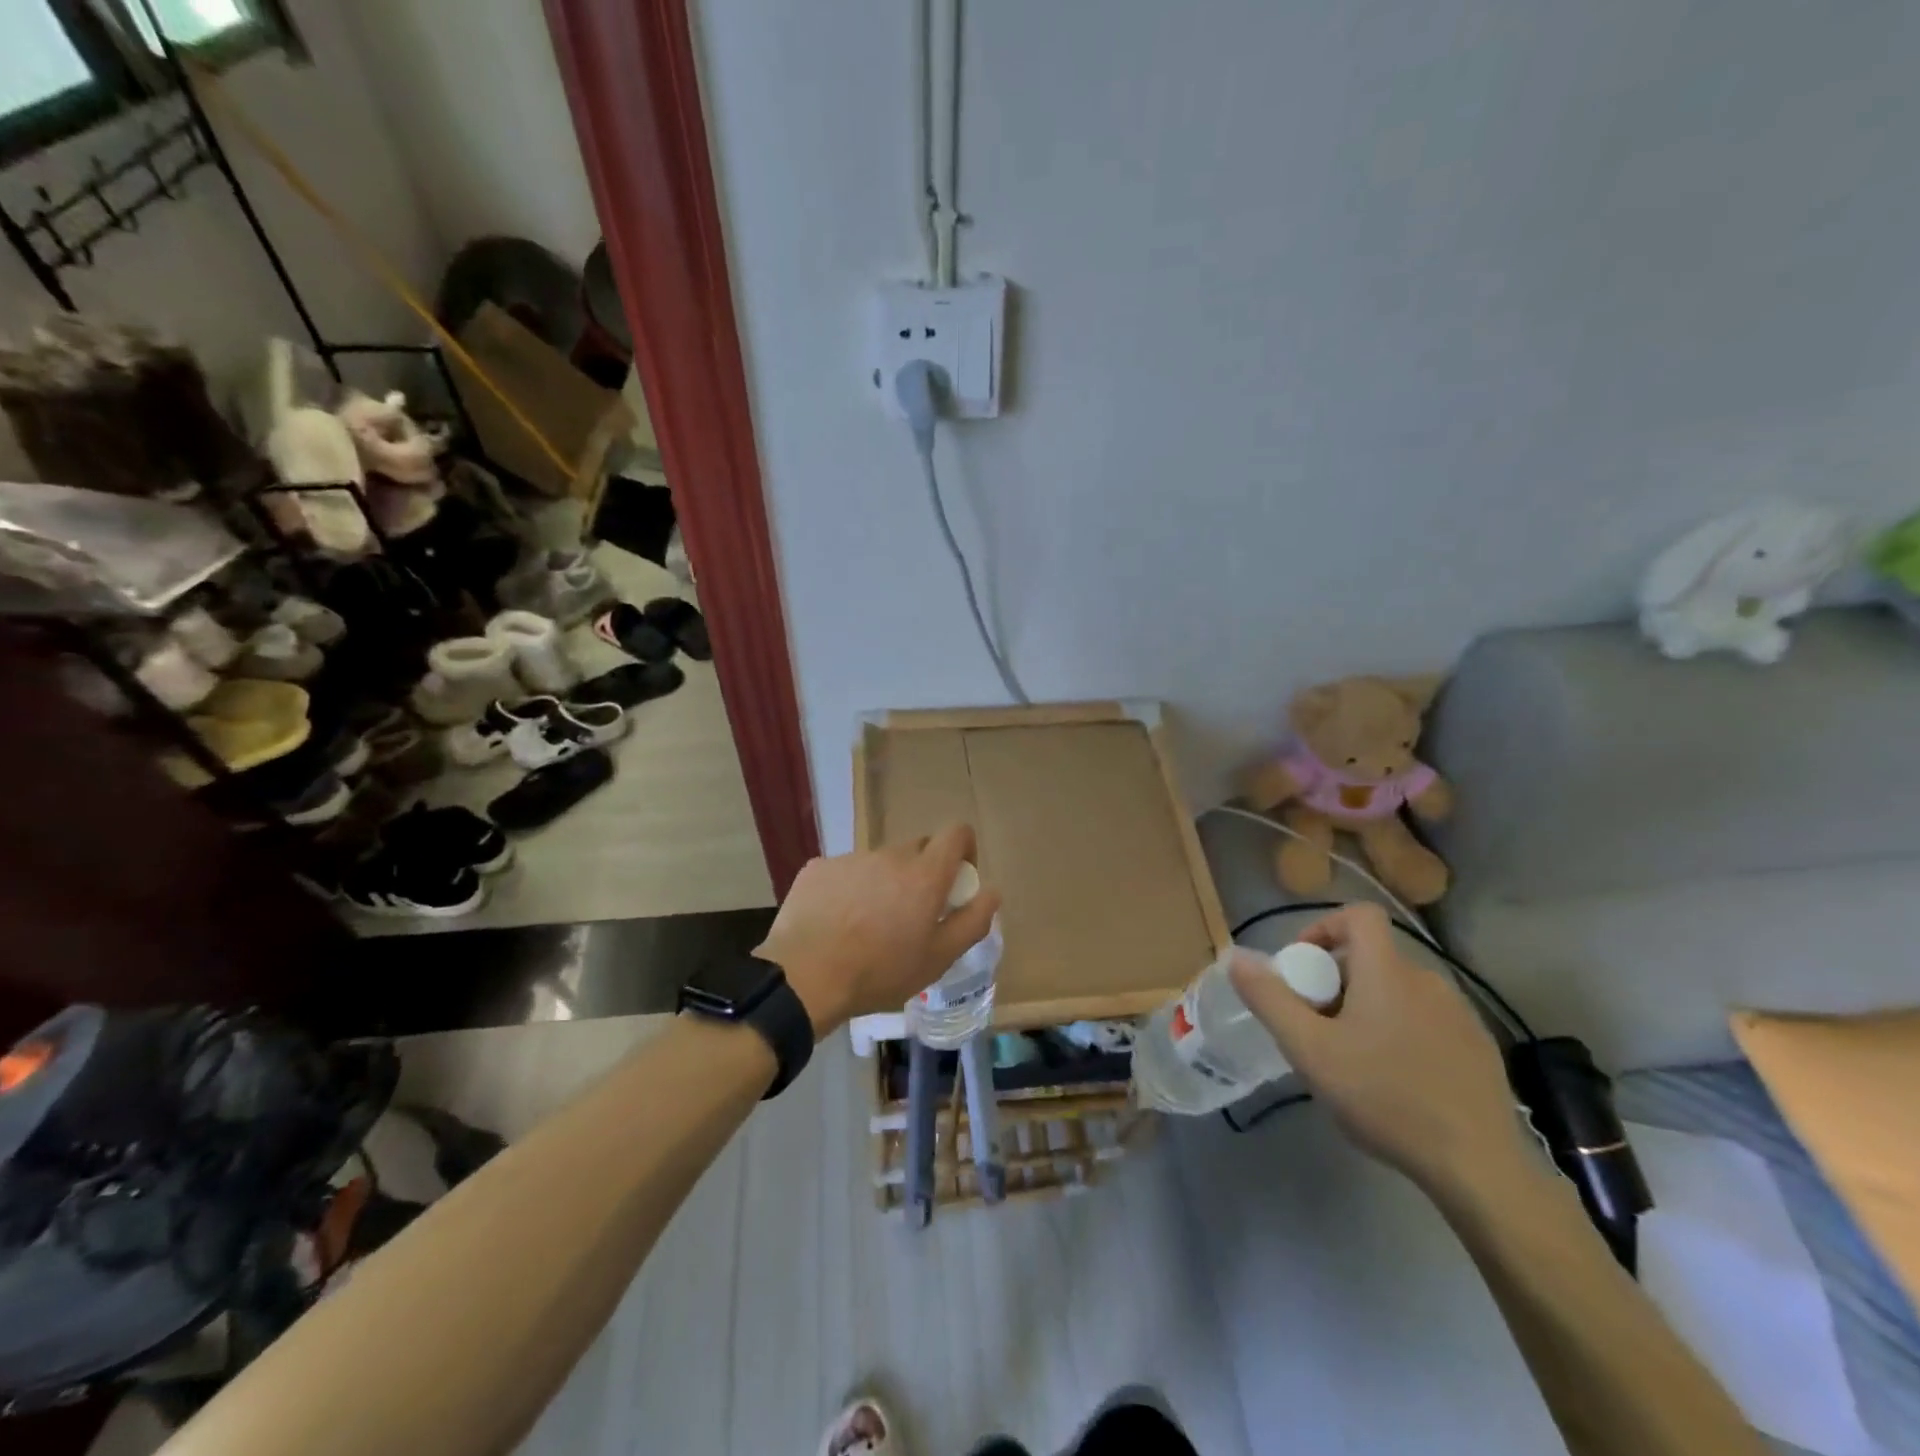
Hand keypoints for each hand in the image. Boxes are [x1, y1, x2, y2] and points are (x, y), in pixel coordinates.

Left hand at [755, 824, 1000, 1036]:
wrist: (804, 976)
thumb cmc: (880, 971)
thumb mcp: (939, 958)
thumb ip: (972, 921)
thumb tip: (991, 892)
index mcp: (925, 873)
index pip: (956, 833)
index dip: (963, 850)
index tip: (957, 880)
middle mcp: (890, 855)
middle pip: (917, 850)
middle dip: (923, 873)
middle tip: (912, 914)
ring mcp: (851, 859)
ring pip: (879, 863)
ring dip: (883, 884)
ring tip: (868, 926)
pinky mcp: (818, 868)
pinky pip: (845, 873)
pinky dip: (849, 891)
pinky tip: (836, 923)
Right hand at [1228, 902, 1523, 1195]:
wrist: (1479, 1167)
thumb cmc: (1384, 1097)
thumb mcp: (1309, 1049)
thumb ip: (1269, 998)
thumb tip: (1235, 956)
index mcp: (1387, 971)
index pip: (1358, 915)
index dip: (1324, 928)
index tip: (1303, 967)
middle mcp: (1428, 980)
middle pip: (1372, 958)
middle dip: (1335, 981)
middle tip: (1315, 1026)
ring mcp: (1460, 1015)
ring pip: (1398, 991)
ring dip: (1367, 1007)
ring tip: (1351, 1057)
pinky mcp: (1480, 1049)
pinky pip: (1426, 1020)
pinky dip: (1400, 1031)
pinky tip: (1394, 1080)